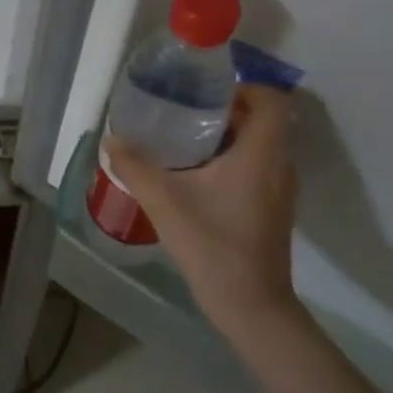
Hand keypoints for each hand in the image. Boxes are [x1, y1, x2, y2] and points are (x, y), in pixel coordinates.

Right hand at [105, 86, 300, 334]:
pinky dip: (230, 163)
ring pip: (257, 147)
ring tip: (182, 144)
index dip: (243, 87)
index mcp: (261, 154)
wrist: (250, 305)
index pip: (271, 99)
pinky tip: (195, 180)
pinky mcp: (273, 210)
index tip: (205, 92)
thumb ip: (135, 166)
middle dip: (224, 111)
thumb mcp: (164, 202)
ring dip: (225, 139)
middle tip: (181, 114)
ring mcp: (280, 190)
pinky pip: (256, 170)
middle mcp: (279, 165)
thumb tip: (112, 139)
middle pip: (261, 121)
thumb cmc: (212, 246)